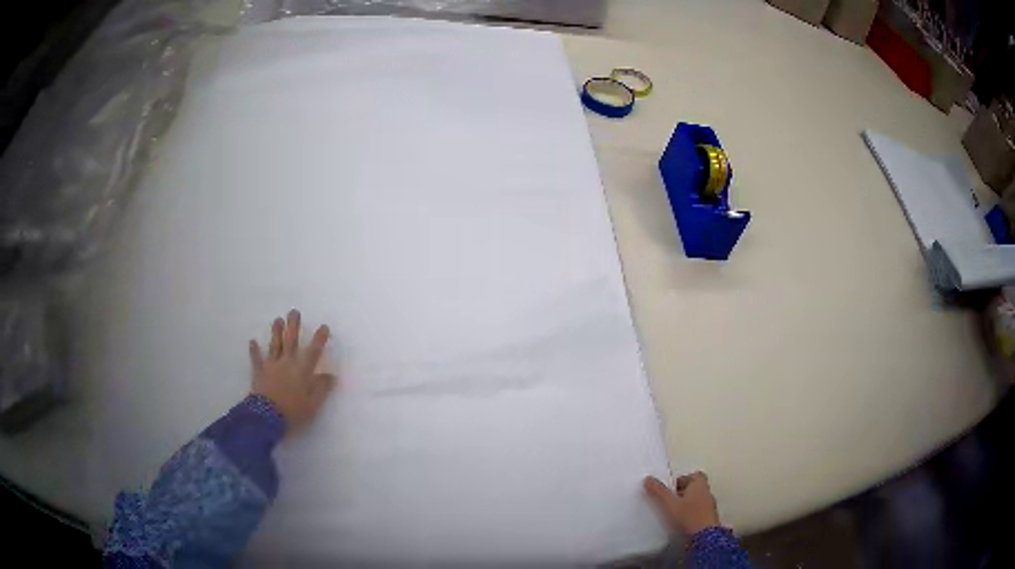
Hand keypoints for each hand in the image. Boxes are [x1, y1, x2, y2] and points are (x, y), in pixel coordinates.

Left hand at [249, 309, 335, 433]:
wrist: (267, 417)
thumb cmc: (293, 411)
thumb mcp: (313, 404)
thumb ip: (322, 388)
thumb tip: (331, 375)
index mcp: (303, 370)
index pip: (314, 351)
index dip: (319, 338)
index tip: (323, 326)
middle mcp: (287, 362)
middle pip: (291, 340)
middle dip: (294, 325)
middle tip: (294, 312)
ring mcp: (272, 365)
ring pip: (275, 345)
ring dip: (276, 331)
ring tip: (277, 319)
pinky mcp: (259, 372)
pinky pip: (256, 358)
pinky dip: (254, 350)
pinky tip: (252, 341)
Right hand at [643, 472, 721, 535]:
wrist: (704, 538)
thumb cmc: (688, 516)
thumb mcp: (669, 503)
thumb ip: (658, 491)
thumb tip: (648, 479)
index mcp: (700, 484)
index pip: (693, 475)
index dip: (681, 480)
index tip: (668, 488)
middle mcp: (707, 493)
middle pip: (693, 489)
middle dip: (680, 494)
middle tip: (666, 501)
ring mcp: (709, 508)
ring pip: (694, 502)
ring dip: (683, 506)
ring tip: (669, 514)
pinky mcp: (707, 521)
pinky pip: (695, 514)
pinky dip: (687, 516)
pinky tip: (677, 524)